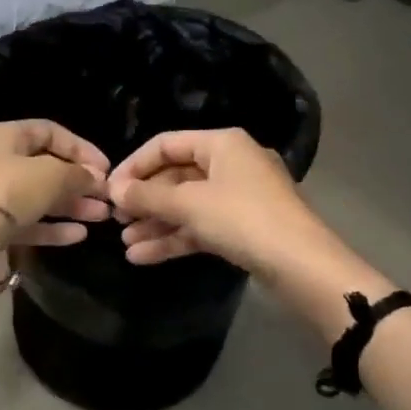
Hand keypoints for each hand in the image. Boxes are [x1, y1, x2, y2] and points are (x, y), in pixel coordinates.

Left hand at [0, 120, 111, 248]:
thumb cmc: (6, 191)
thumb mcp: (50, 175)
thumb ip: (78, 174)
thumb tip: (95, 177)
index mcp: (6, 137)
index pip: (50, 132)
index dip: (80, 147)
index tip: (105, 168)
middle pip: (46, 167)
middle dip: (79, 182)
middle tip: (106, 197)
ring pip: (39, 198)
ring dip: (71, 206)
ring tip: (101, 216)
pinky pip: (28, 223)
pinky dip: (53, 228)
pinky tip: (79, 235)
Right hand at [107, 128, 328, 273]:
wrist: (301, 265)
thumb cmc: (242, 218)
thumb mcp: (189, 204)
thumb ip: (148, 196)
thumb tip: (114, 190)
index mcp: (222, 144)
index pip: (166, 144)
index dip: (134, 165)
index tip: (109, 189)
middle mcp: (231, 164)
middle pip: (176, 176)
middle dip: (145, 200)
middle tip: (115, 219)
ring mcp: (238, 198)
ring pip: (187, 205)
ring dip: (155, 223)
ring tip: (125, 243)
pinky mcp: (242, 228)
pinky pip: (200, 227)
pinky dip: (174, 239)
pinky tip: (143, 257)